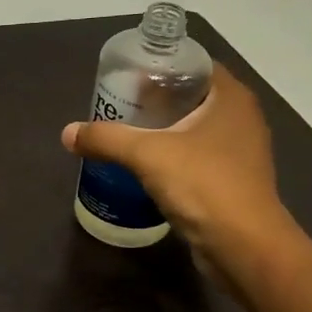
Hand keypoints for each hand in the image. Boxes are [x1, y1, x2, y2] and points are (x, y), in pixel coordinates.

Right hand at [61, 64, 293, 261]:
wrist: (244, 247)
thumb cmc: (203, 185)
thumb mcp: (146, 155)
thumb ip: (106, 139)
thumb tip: (67, 133)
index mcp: (231, 97)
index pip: (194, 65)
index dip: (161, 66)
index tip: (128, 76)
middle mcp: (241, 118)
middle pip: (192, 96)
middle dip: (156, 99)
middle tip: (119, 104)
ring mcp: (240, 151)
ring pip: (195, 128)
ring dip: (163, 129)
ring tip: (126, 133)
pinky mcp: (233, 180)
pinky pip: (198, 156)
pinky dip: (173, 155)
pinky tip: (145, 165)